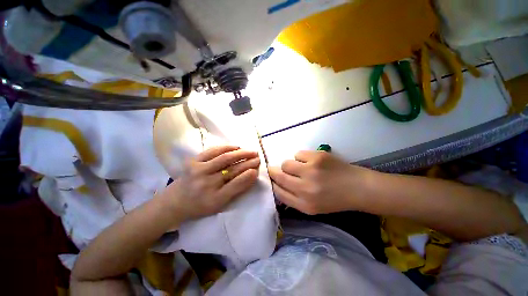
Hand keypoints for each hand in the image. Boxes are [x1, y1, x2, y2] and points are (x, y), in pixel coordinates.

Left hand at [160, 145, 259, 221]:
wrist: (175, 201)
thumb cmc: (200, 205)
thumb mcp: (220, 204)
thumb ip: (237, 189)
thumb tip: (252, 175)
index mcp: (214, 198)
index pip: (236, 184)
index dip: (249, 175)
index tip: (258, 168)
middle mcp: (206, 183)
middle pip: (232, 169)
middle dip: (248, 162)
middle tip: (258, 157)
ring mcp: (199, 170)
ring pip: (225, 158)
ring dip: (241, 153)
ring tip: (251, 151)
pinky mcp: (193, 161)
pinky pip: (213, 151)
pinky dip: (226, 147)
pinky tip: (236, 147)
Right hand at [268, 151, 373, 214]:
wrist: (357, 187)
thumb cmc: (333, 199)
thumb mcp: (312, 207)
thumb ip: (293, 198)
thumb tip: (276, 184)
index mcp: (304, 204)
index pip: (278, 192)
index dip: (273, 184)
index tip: (272, 179)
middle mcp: (306, 188)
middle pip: (279, 176)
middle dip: (273, 171)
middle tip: (274, 168)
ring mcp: (312, 171)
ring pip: (286, 163)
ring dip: (289, 165)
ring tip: (299, 167)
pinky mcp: (318, 157)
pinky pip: (298, 154)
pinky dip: (301, 158)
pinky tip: (311, 162)